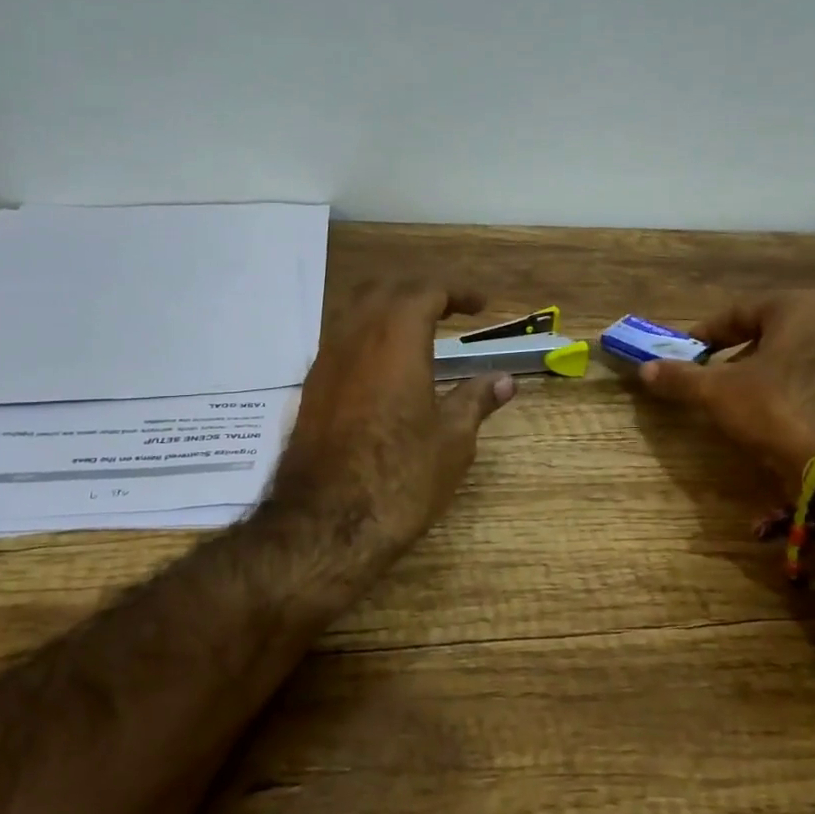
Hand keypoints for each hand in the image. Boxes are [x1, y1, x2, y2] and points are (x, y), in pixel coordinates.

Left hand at [269, 282, 515, 554]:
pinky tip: (383, 365)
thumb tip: (503, 380)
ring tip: (417, 329)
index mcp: (396, 338)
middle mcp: (355, 336)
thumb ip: (476, 400)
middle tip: (450, 309)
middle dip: (420, 290)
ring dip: (387, 307)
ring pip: (354, 309)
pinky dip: (366, 333)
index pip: (426, 291)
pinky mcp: (311, 388)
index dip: (457, 291)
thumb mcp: (452, 440)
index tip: (481, 306)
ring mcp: (326, 361)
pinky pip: (339, 338)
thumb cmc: (401, 477)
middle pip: (385, 289)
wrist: (327, 523)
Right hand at [634, 292, 814, 484]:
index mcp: (799, 307)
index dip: (704, 335)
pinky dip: (785, 393)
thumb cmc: (778, 408)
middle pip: (766, 334)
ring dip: (759, 376)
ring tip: (734, 402)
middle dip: (733, 356)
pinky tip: (770, 418)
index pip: (737, 312)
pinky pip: (811, 382)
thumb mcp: (718, 392)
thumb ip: (680, 377)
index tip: (683, 355)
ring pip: (790, 359)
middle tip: (707, 378)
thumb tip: (645, 369)